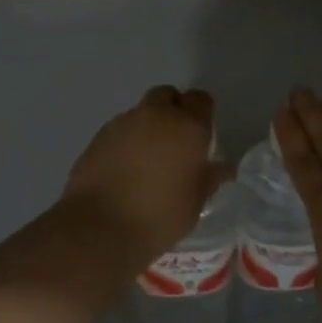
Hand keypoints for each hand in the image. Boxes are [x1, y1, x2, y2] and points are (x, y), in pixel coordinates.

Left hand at [58, 85, 231, 278]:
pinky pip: (120, 128)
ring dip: (148, 126)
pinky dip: (126, 140)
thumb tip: (222, 169)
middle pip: (168, 95)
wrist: (99, 227)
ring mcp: (124, 122)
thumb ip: (208, 179)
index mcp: (188, 128)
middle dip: (173, 110)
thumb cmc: (158, 218)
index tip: (200, 137)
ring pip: (142, 111)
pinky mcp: (99, 135)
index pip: (201, 100)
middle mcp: (156, 115)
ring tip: (146, 160)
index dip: (202, 114)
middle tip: (174, 142)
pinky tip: (123, 168)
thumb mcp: (194, 204)